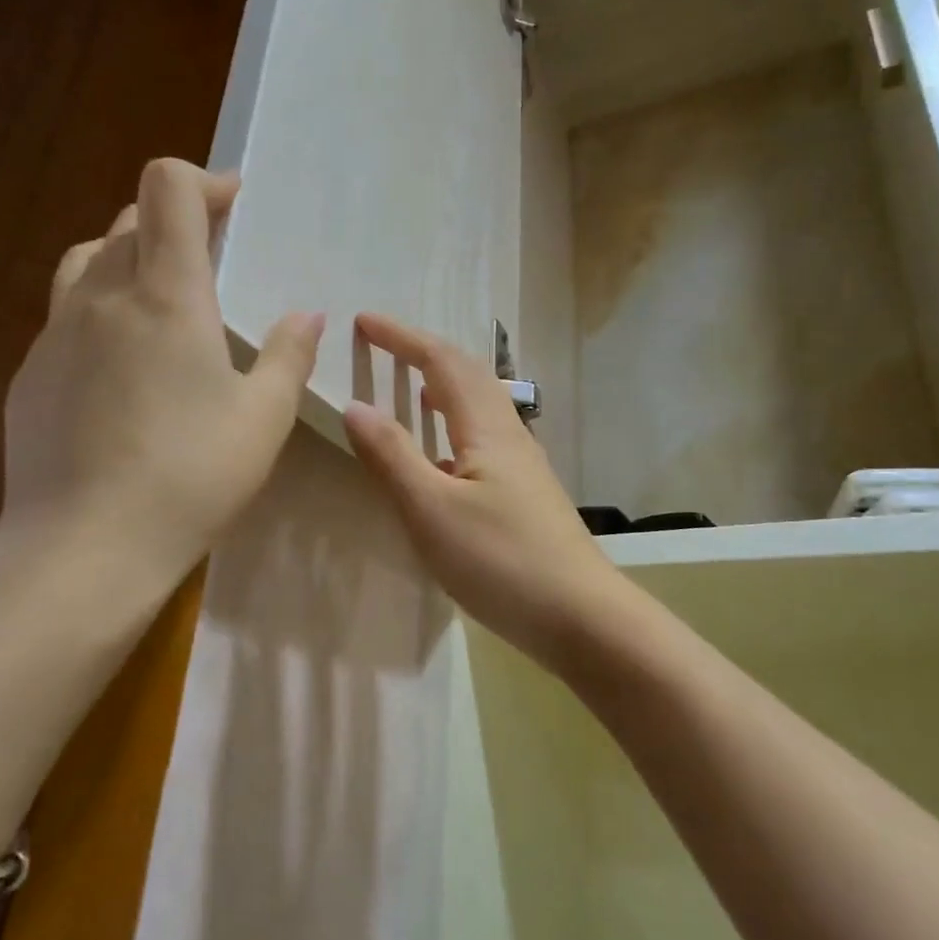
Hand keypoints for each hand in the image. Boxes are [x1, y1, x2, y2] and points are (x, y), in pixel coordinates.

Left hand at [0, 157, 323, 577]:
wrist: (84, 546)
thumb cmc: (190, 476)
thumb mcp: (264, 418)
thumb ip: (288, 356)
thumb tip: (306, 316)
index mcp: (166, 295)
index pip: (168, 188)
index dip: (205, 180)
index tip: (236, 205)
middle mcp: (102, 296)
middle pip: (130, 220)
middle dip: (176, 222)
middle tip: (214, 259)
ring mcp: (55, 334)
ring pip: (89, 261)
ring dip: (130, 258)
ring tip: (162, 299)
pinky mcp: (29, 373)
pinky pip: (66, 315)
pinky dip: (101, 311)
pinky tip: (121, 366)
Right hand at [342, 314, 625, 668]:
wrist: (582, 618)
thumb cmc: (501, 561)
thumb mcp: (432, 510)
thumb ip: (392, 456)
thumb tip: (356, 405)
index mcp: (486, 428)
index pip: (441, 362)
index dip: (401, 338)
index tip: (364, 321)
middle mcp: (510, 435)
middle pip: (468, 374)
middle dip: (425, 352)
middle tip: (386, 345)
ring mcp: (523, 465)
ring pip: (481, 405)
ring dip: (445, 383)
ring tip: (414, 387)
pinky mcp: (526, 494)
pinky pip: (485, 436)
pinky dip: (455, 423)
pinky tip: (443, 455)